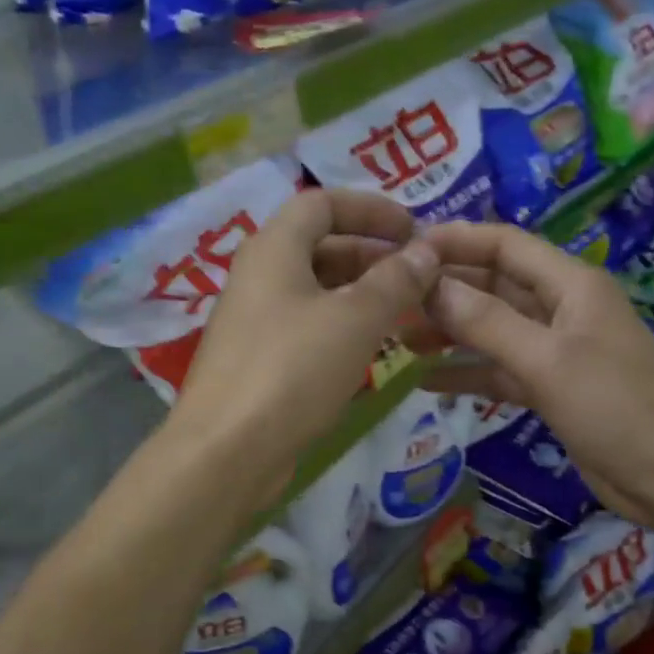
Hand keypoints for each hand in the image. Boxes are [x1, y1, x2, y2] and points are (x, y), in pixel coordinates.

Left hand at [172, 189, 439, 492]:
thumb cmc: (293, 370)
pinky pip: (306, 327)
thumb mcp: (356, 319)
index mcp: (273, 248)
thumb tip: (426, 250)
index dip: (371, 208)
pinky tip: (371, 349)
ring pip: (315, 291)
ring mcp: (254, 320)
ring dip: (360, 294)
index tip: (413, 230)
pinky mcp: (257, 361)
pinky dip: (341, 327)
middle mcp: (258, 276)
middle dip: (371, 254)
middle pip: (319, 246)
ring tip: (406, 312)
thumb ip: (395, 280)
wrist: (227, 451)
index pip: (322, 202)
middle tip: (418, 277)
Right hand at [417, 222, 653, 529]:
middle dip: (446, 290)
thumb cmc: (613, 406)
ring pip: (492, 329)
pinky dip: (467, 372)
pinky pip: (499, 369)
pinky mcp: (550, 386)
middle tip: (392, 300)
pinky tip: (426, 380)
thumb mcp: (546, 360)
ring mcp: (555, 349)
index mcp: (570, 284)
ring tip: (400, 339)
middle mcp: (561, 308)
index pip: (505, 245)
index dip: (456, 241)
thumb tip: (429, 287)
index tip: (406, 250)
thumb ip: (485, 323)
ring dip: (451, 332)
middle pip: (494, 286)